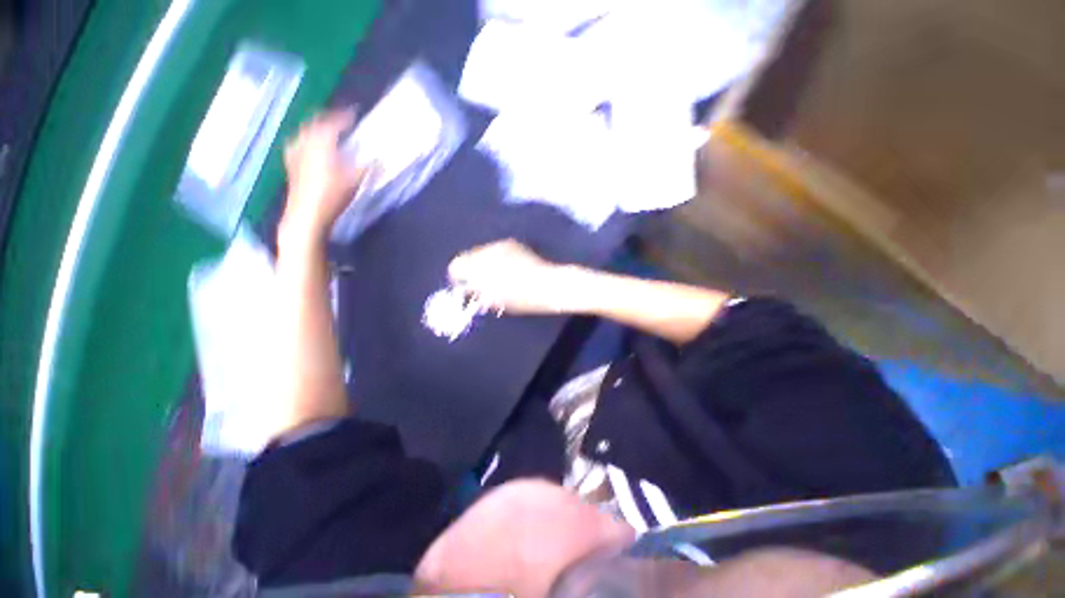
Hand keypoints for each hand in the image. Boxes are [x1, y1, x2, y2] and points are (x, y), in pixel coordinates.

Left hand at [279, 108, 367, 244]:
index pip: (333, 122)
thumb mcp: (356, 180)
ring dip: (314, 128)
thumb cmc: (333, 194)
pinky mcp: (291, 164)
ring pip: (303, 132)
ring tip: (323, 131)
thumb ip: (369, 167)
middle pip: (314, 122)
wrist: (307, 213)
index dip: (344, 116)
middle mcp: (305, 142)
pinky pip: (297, 144)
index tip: (354, 113)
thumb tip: (381, 159)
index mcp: (322, 142)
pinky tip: (307, 147)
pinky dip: (304, 140)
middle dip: (327, 118)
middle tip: (339, 120)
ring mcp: (295, 152)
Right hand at [448, 239, 578, 314]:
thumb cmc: (522, 298)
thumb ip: (477, 292)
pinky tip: (507, 267)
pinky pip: (495, 249)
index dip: (458, 278)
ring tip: (495, 275)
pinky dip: (495, 258)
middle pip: (467, 256)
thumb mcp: (495, 300)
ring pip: (482, 251)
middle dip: (471, 269)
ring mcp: (500, 244)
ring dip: (483, 262)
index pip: (456, 266)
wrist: (549, 284)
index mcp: (481, 266)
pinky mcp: (512, 243)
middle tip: (480, 282)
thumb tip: (469, 288)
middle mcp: (487, 250)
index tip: (466, 288)